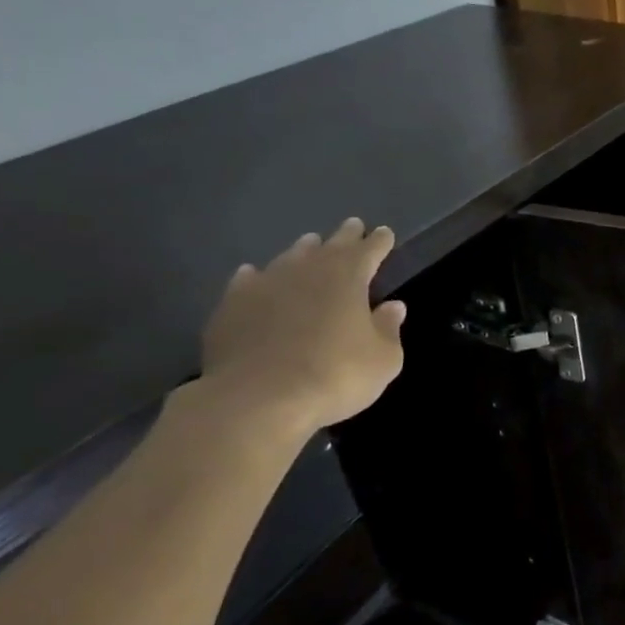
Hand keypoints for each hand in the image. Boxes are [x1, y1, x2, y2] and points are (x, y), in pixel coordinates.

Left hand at [198, 218, 406, 435]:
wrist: (257, 399)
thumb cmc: (334, 376)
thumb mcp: (383, 359)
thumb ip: (388, 329)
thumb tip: (392, 307)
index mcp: (348, 277)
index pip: (370, 250)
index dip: (379, 241)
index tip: (384, 233)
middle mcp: (306, 270)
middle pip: (330, 245)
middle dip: (345, 236)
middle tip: (352, 225)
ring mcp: (264, 285)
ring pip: (289, 258)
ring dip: (303, 251)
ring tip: (309, 244)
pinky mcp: (231, 307)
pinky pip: (248, 282)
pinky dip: (258, 277)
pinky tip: (255, 276)